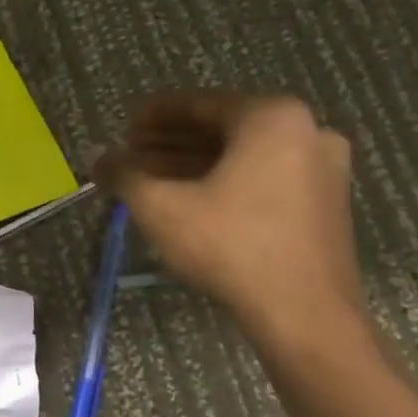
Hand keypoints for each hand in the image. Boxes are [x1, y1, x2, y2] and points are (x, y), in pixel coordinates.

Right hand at [95, 93, 362, 343]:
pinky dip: (222, 181)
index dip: (153, 114)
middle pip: (221, 129)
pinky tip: (186, 200)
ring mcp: (321, 168)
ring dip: (192, 164)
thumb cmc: (229, 245)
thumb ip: (123, 174)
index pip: (198, 104)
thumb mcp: (160, 206)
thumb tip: (95, 155)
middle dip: (170, 142)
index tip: (122, 126)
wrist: (303, 312)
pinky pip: (261, 177)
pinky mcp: (323, 203)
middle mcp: (306, 132)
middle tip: (130, 155)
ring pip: (241, 156)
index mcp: (271, 118)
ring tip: (149, 180)